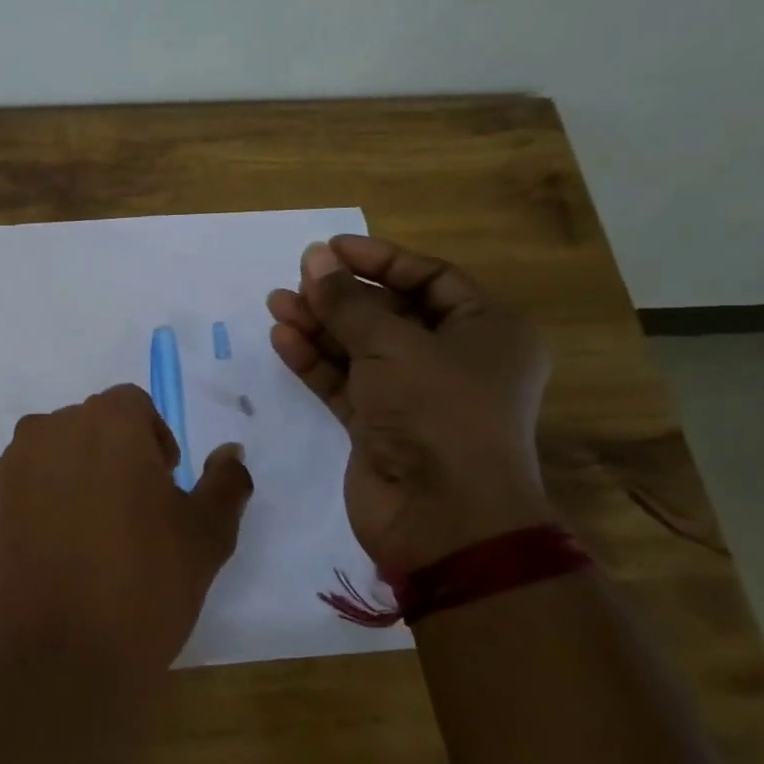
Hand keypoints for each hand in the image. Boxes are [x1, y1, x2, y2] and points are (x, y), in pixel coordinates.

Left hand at [0, 385, 253, 712]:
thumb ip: (225, 481)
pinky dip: (46, 502)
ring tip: (97, 533)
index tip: (164, 486)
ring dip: (78, 474)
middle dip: (116, 454)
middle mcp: (51, 429)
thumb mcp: (207, 534)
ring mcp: (13, 467)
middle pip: (91, 425)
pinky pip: (28, 486)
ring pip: (56, 452)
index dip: (154, 439)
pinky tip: (63, 551)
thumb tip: (230, 451)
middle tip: (135, 512)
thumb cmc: (147, 584)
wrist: (64, 657)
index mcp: (106, 421)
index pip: (133, 405)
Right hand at [266, 236, 552, 574]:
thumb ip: (346, 301)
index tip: (331, 248)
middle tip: (299, 276)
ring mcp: (414, 395)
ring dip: (321, 325)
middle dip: (342, 294)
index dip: (381, 259)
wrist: (442, 516)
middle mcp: (454, 360)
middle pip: (391, 312)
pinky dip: (316, 361)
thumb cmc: (437, 412)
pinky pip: (344, 382)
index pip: (431, 278)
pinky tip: (284, 338)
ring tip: (277, 302)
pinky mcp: (380, 426)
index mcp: (486, 332)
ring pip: (361, 348)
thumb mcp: (392, 345)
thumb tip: (314, 258)